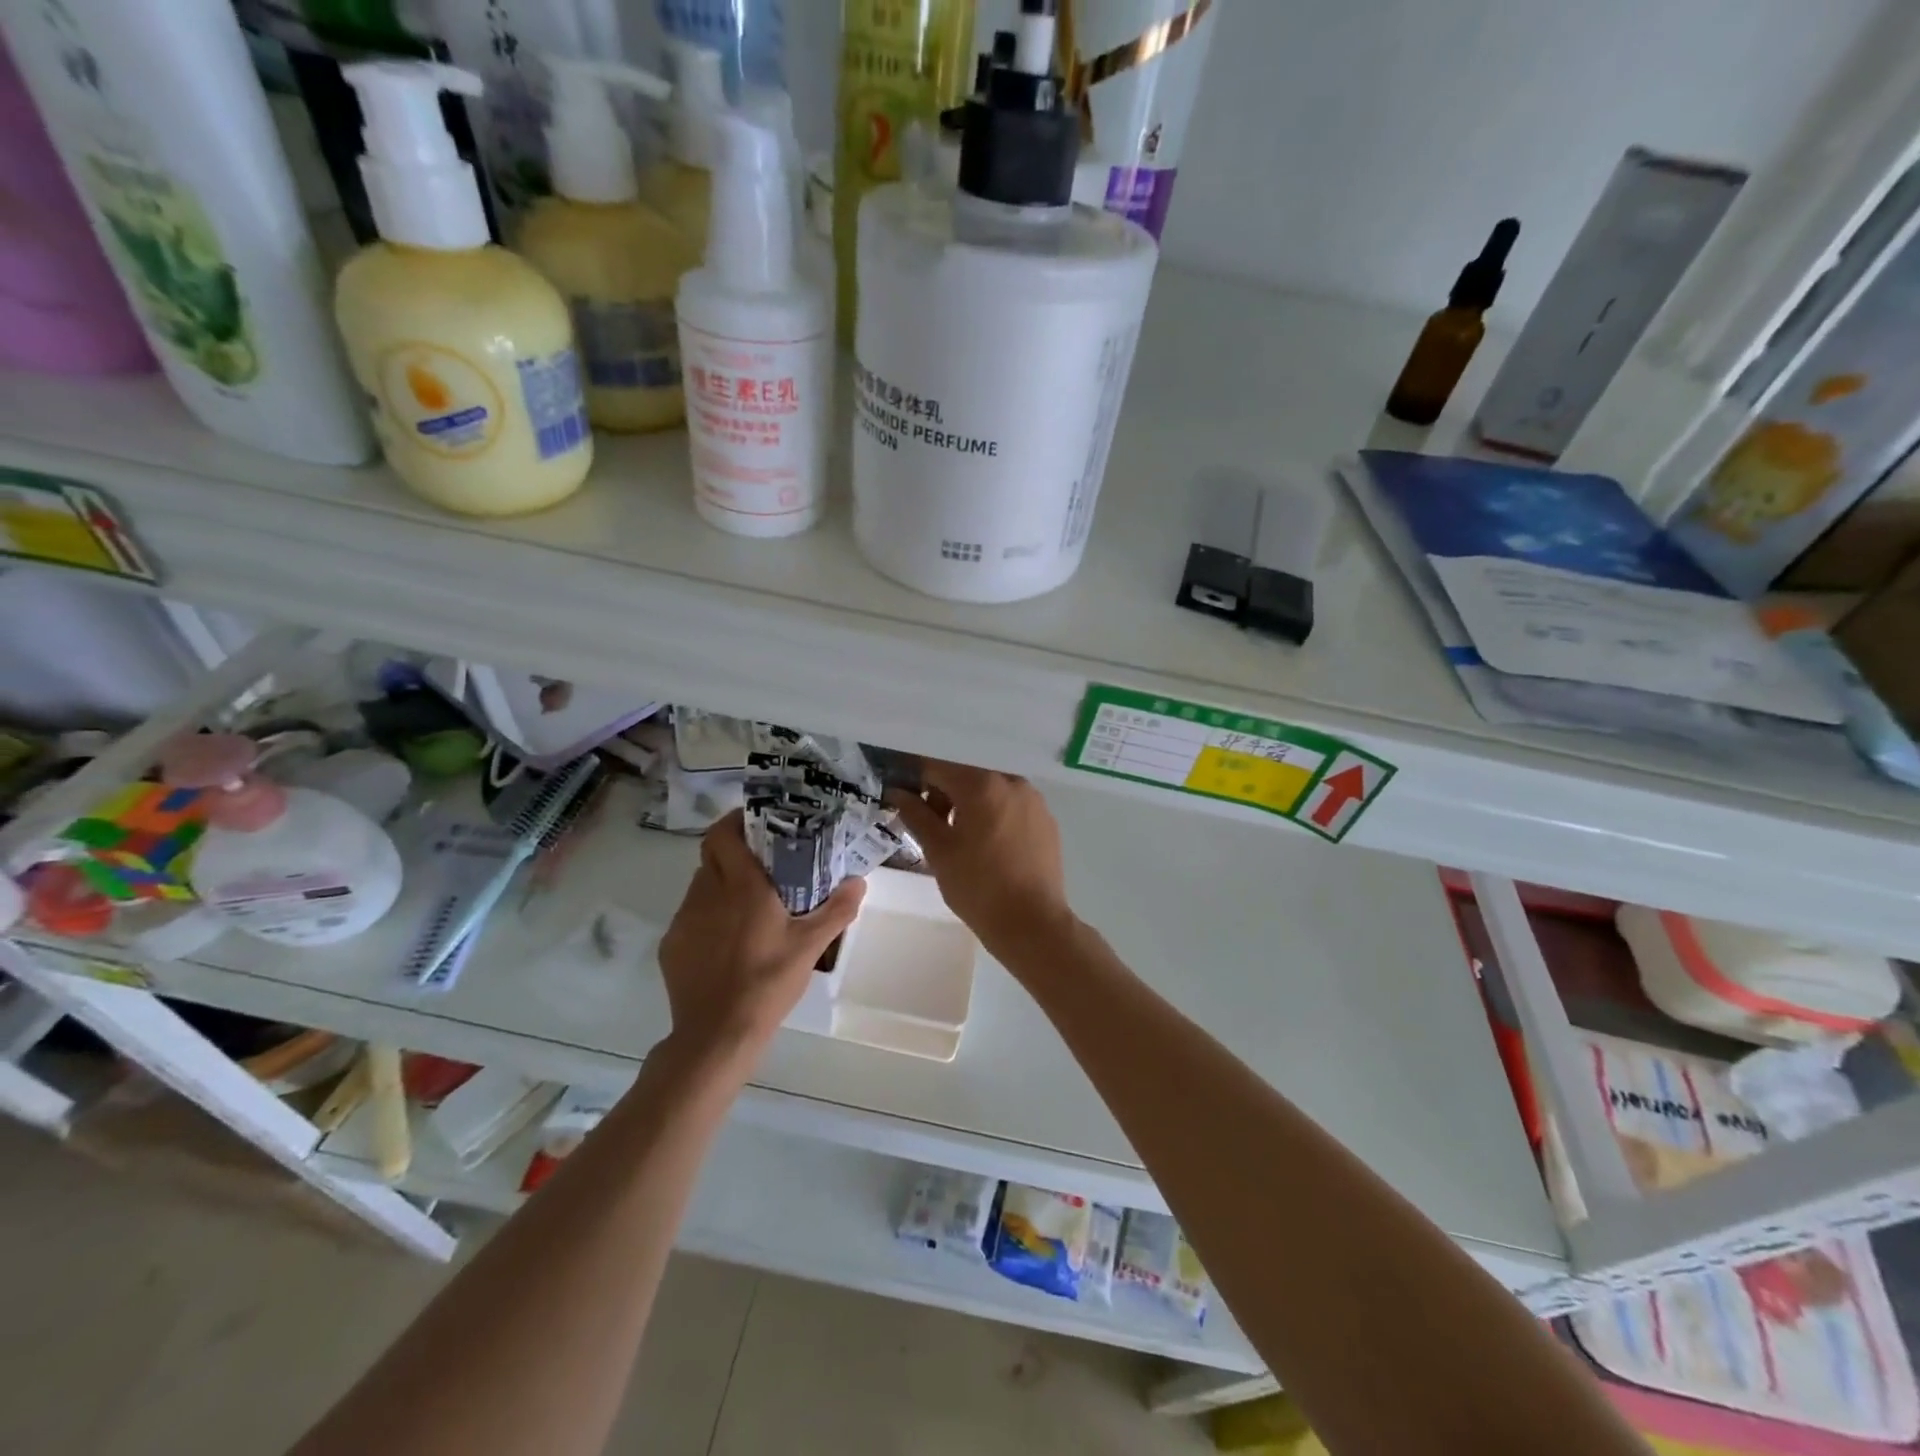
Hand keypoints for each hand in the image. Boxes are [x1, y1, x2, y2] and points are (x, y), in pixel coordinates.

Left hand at [657, 811, 864, 1060]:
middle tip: (762, 862)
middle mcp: (707, 893)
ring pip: (701, 885)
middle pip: (712, 856)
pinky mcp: (671, 945)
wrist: (717, 1034)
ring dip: (722, 884)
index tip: (756, 822)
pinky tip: (727, 941)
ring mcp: (685, 919)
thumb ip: (837, 909)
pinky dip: (708, 916)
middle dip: (734, 851)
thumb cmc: (768, 982)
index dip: (734, 821)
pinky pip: (691, 916)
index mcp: (741, 886)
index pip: (722, 834)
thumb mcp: (811, 946)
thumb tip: (859, 882)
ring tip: (748, 904)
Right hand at [888, 761, 1071, 955]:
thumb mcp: (938, 850)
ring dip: (969, 804)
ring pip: (990, 790)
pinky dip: (994, 815)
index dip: (915, 780)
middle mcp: (1011, 781)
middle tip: (931, 827)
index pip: (937, 767)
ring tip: (960, 840)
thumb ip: (915, 814)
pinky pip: (1011, 806)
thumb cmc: (978, 886)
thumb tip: (897, 792)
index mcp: (982, 784)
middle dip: (943, 794)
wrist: (1031, 923)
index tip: (905, 800)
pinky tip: (989, 847)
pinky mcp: (1047, 820)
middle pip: (966, 775)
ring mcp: (1033, 800)